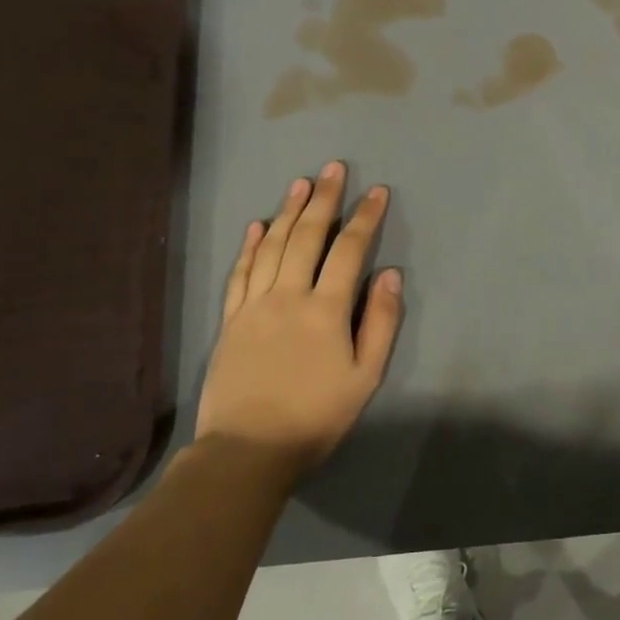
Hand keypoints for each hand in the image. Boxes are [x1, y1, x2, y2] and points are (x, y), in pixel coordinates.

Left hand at [195, 161, 403, 479]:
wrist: (246, 451)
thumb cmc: (315, 416)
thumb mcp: (365, 376)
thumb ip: (380, 322)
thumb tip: (389, 274)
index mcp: (325, 310)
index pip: (349, 250)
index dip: (365, 218)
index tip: (377, 191)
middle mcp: (288, 296)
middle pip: (306, 236)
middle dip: (324, 199)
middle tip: (333, 168)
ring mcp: (254, 305)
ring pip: (271, 246)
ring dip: (287, 211)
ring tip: (301, 183)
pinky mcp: (230, 320)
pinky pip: (240, 272)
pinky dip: (249, 245)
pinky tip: (257, 225)